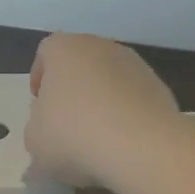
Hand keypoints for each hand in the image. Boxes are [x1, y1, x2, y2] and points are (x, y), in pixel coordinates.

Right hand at [24, 33, 180, 186]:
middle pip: (80, 65)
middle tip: (66, 123)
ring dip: (101, 102)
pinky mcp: (159, 87)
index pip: (46, 53)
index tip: (40, 106)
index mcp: (64, 49)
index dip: (40, 78)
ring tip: (97, 138)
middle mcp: (100, 46)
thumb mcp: (35, 140)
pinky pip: (133, 98)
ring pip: (109, 80)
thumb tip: (46, 134)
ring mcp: (134, 64)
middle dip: (72, 90)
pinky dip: (126, 115)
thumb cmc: (75, 134)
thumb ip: (36, 130)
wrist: (142, 146)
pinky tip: (123, 143)